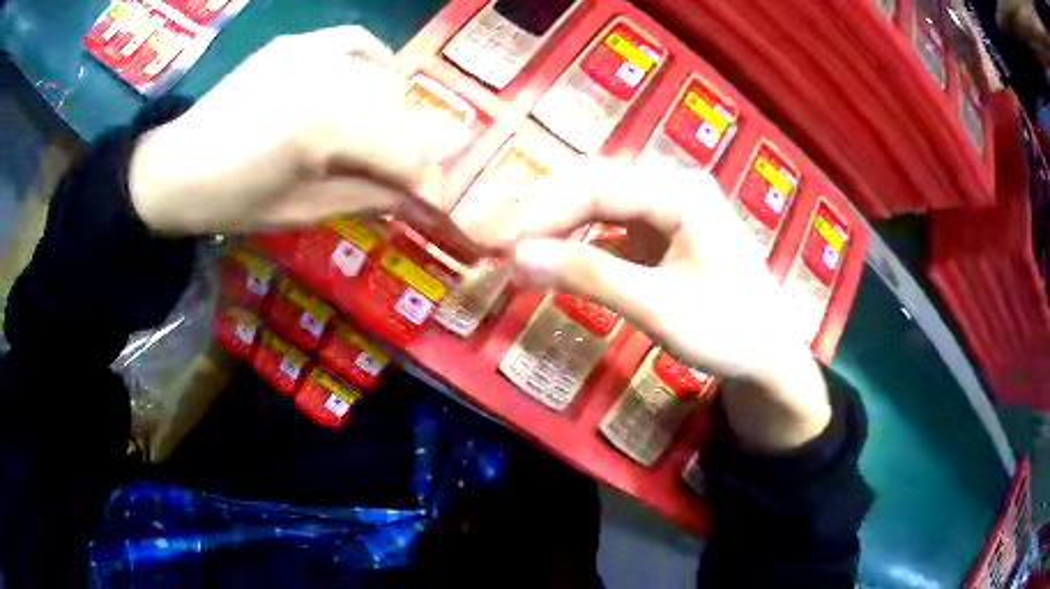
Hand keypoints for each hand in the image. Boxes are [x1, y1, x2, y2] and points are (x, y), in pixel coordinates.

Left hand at [130, 25, 445, 234]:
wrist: (173, 168)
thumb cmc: (229, 202)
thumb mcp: (299, 212)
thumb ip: (364, 197)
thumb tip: (413, 196)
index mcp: (324, 129)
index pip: (403, 154)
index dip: (427, 182)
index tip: (435, 204)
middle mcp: (327, 77)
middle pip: (399, 113)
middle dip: (411, 149)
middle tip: (406, 177)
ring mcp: (311, 51)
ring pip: (382, 77)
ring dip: (393, 109)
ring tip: (382, 134)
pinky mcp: (295, 42)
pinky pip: (355, 42)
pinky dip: (373, 61)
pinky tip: (367, 82)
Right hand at [469, 160, 829, 450]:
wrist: (770, 355)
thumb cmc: (729, 332)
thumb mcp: (659, 308)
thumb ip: (590, 277)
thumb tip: (517, 257)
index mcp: (681, 192)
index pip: (594, 188)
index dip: (536, 213)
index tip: (490, 242)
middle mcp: (673, 184)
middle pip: (592, 183)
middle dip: (539, 211)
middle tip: (491, 242)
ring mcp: (669, 204)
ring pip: (597, 199)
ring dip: (554, 221)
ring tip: (513, 247)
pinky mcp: (664, 228)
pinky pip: (610, 222)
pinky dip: (577, 237)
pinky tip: (554, 253)